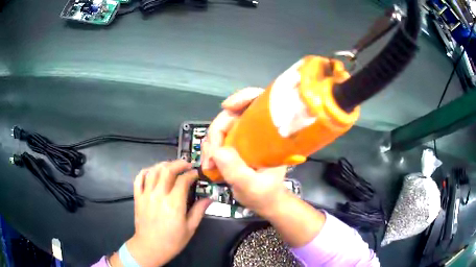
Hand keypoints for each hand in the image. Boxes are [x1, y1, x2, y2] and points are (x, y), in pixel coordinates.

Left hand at [110, 160, 211, 266]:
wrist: (150, 247)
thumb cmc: (172, 240)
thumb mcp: (190, 228)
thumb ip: (199, 211)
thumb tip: (210, 198)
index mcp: (174, 203)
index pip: (183, 180)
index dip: (191, 174)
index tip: (196, 174)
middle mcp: (159, 195)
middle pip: (167, 170)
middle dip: (179, 164)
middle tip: (186, 164)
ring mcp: (146, 195)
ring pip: (153, 171)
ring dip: (163, 164)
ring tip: (171, 166)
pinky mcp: (138, 197)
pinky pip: (139, 178)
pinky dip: (145, 171)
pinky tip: (152, 171)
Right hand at [201, 88, 287, 213]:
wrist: (265, 203)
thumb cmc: (265, 194)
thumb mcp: (252, 186)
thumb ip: (237, 170)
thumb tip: (217, 150)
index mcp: (270, 135)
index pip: (260, 101)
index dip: (244, 97)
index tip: (227, 107)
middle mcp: (257, 131)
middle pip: (233, 115)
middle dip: (216, 132)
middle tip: (210, 156)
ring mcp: (245, 137)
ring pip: (222, 127)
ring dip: (211, 143)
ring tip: (208, 164)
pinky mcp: (237, 145)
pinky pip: (219, 139)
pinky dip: (211, 149)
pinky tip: (209, 163)